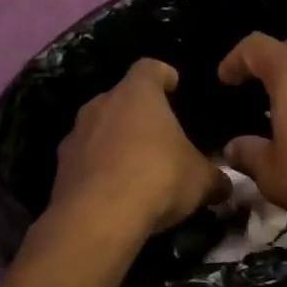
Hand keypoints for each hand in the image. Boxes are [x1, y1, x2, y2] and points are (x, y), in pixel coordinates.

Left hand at [49, 60, 226, 239]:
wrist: (97, 218)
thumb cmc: (158, 178)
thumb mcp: (201, 180)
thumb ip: (214, 177)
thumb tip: (225, 185)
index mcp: (137, 94)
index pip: (150, 68)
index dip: (163, 75)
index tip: (174, 85)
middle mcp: (101, 105)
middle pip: (121, 98)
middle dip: (138, 113)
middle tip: (159, 135)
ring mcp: (75, 136)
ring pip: (99, 129)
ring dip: (115, 141)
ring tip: (136, 167)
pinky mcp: (60, 169)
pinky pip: (85, 160)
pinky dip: (99, 170)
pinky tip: (115, 192)